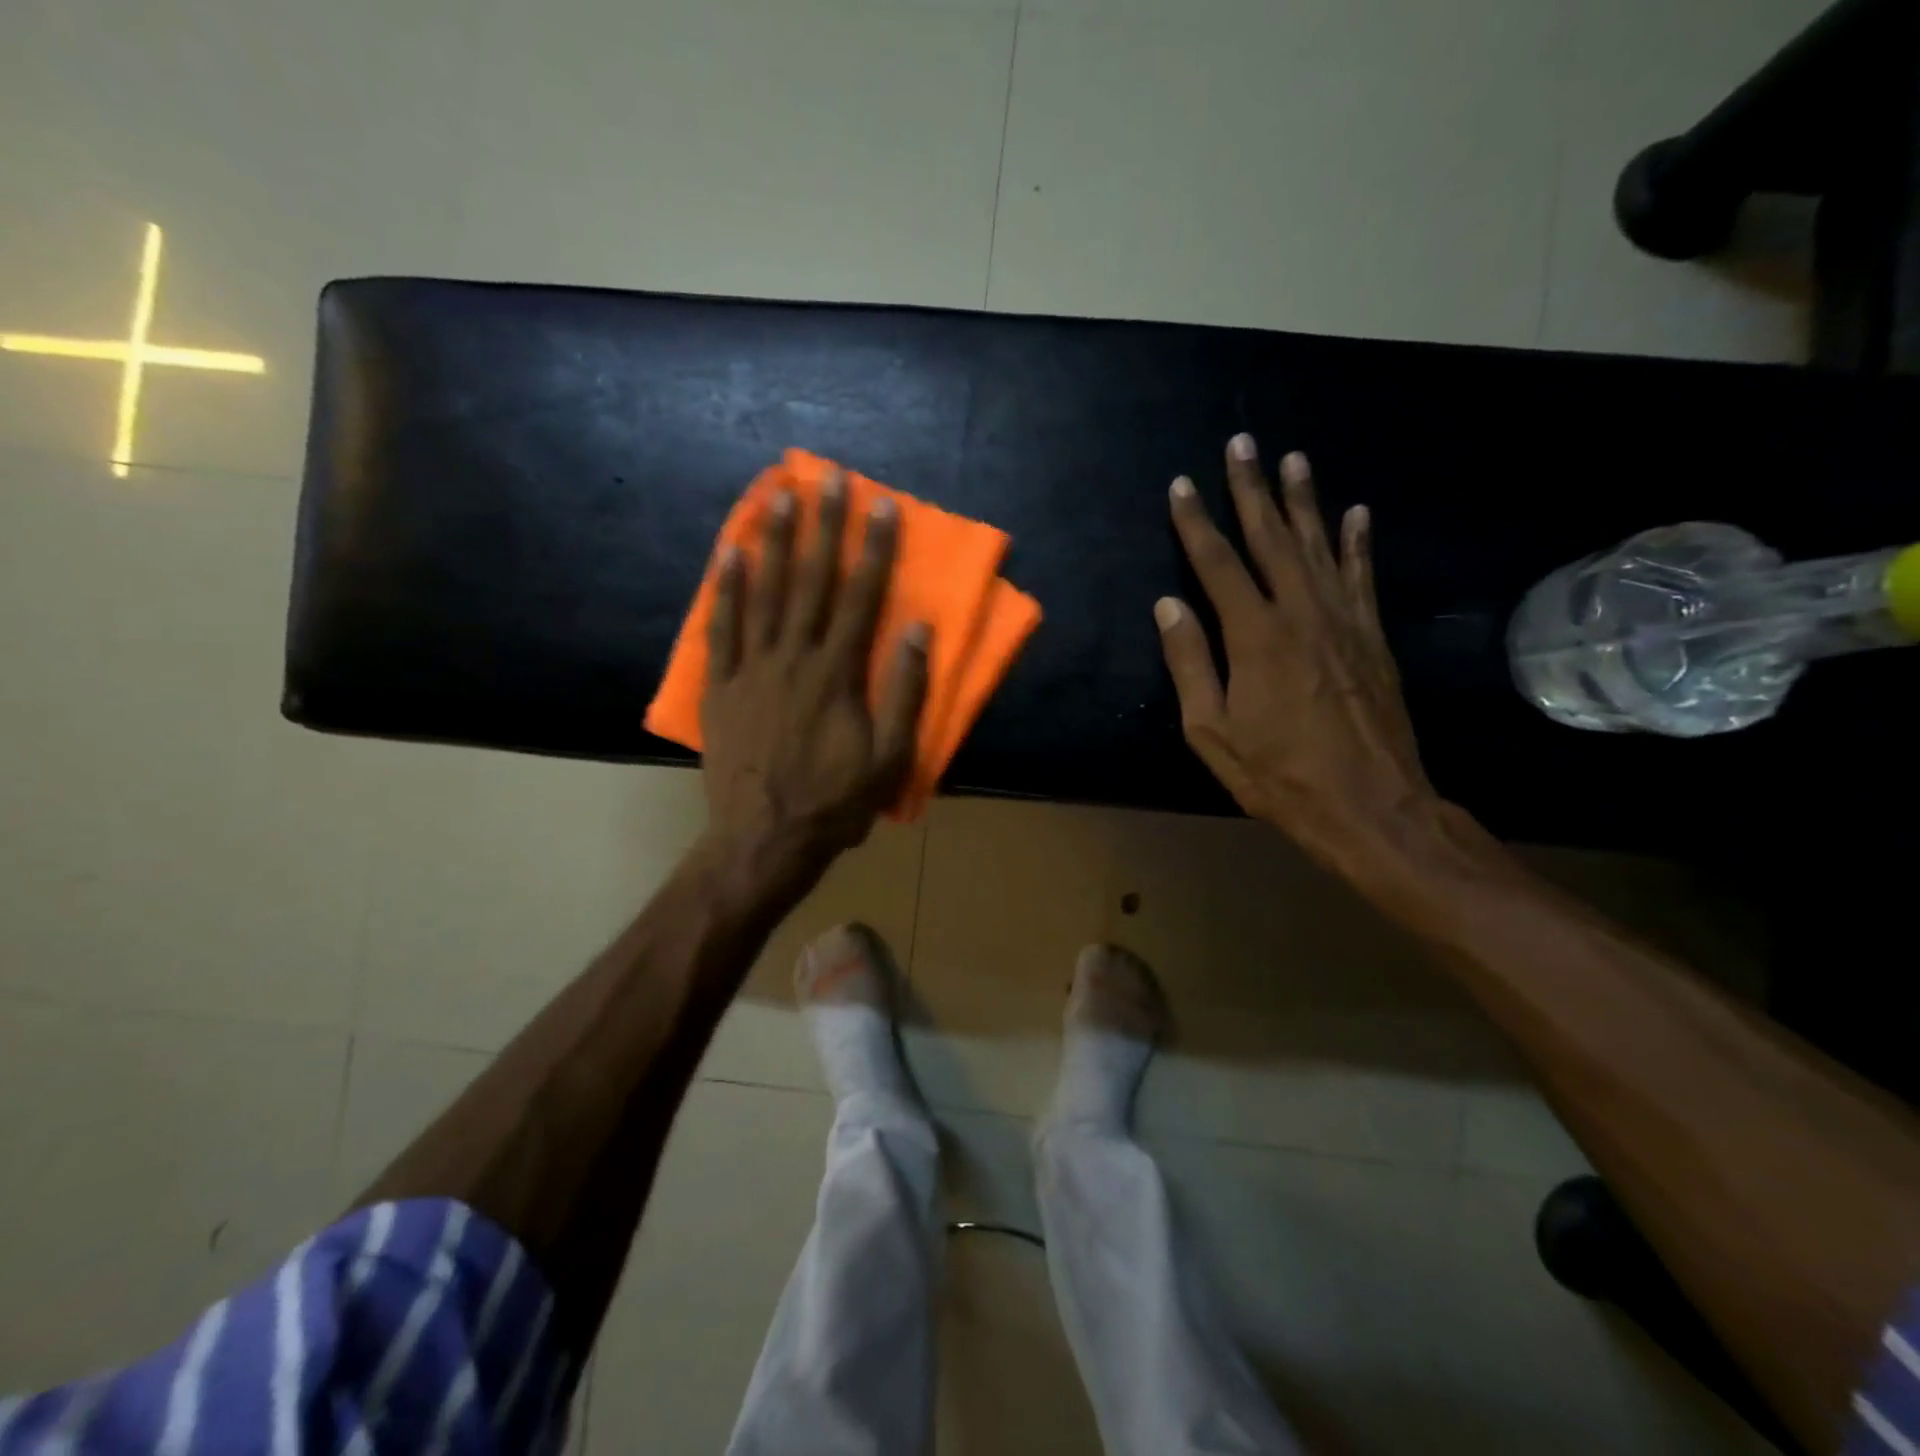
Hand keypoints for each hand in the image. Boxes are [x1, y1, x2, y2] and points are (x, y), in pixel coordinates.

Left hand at [701, 470, 928, 879]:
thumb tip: (917, 629)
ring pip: (764, 592)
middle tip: (827, 476)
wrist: (763, 840)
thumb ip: (905, 692)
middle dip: (822, 526)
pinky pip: (722, 628)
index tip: (882, 504)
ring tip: (778, 493)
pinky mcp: (721, 687)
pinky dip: (725, 588)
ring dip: (773, 540)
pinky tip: (728, 552)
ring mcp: (752, 669)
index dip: (875, 548)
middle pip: (811, 581)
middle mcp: (794, 658)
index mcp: (838, 674)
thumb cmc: (836, 803)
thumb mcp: (891, 759)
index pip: (862, 597)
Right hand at [1156, 435, 1439, 878]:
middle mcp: (1302, 614)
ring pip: (1320, 546)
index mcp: (1256, 636)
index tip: (1181, 486)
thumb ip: (1190, 664)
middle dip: (1252, 489)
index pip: (1218, 564)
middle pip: (1271, 539)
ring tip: (1294, 459)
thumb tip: (1169, 606)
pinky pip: (1363, 577)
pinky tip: (1356, 513)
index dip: (1196, 523)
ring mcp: (1345, 622)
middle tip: (1243, 443)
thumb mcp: (1212, 732)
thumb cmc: (1278, 776)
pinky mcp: (1373, 638)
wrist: (1371, 806)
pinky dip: (1358, 542)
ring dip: (1304, 501)